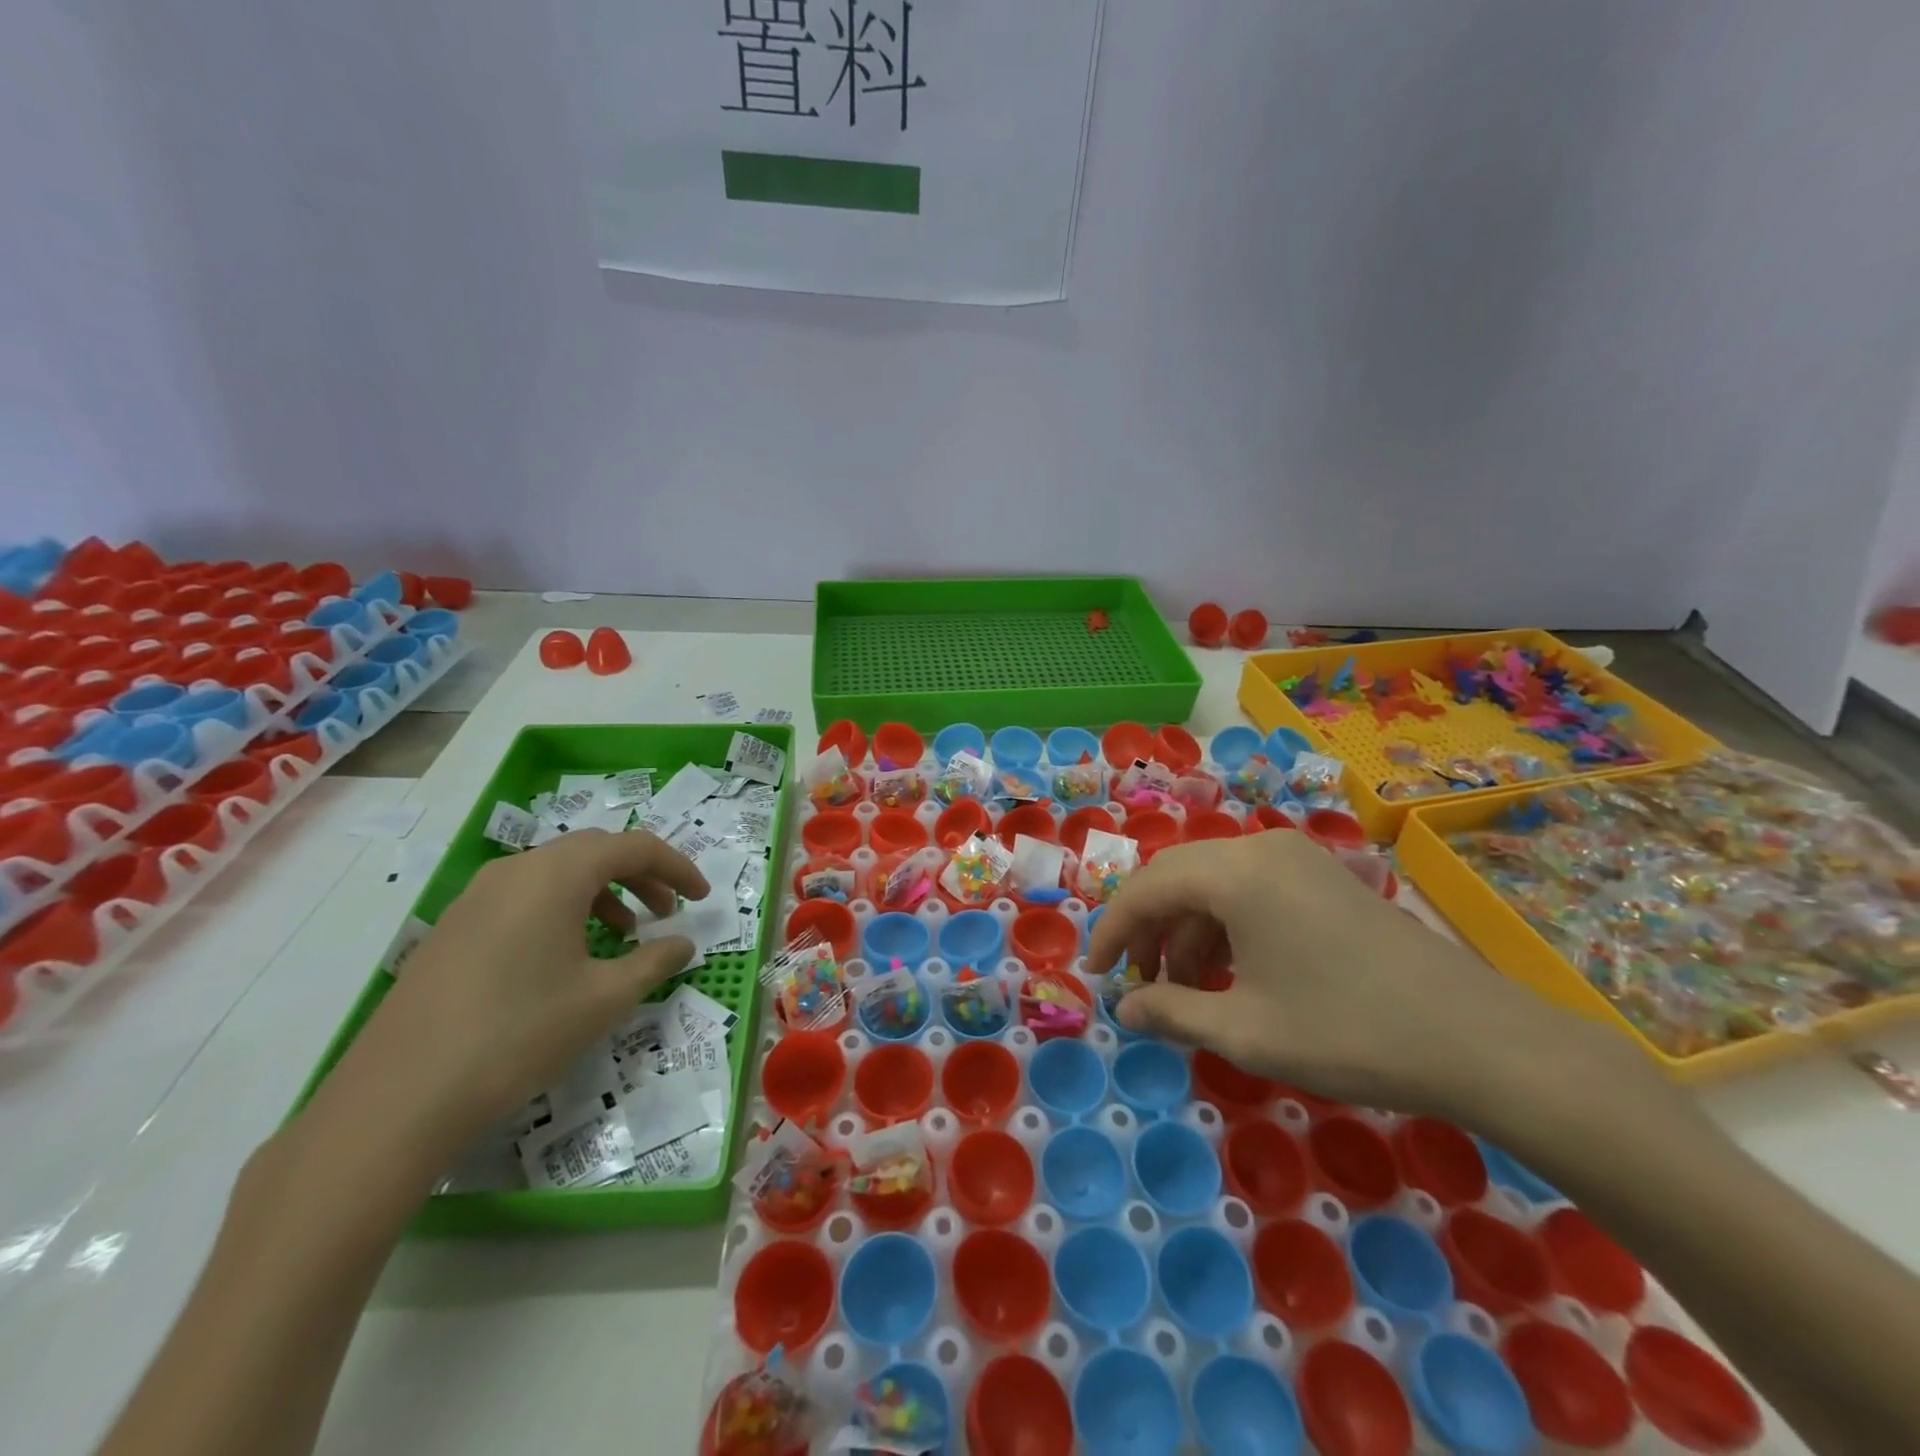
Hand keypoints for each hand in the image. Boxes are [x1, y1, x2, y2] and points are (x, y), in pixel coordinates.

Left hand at [308, 829, 709, 1171]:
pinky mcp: (453, 929)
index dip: (677, 867)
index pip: (633, 847)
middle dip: (641, 875)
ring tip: (623, 935)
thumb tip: (683, 944)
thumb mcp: (604, 999)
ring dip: (601, 893)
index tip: (702, 899)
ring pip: (556, 874)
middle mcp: (515, 870)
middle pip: (594, 852)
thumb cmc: (519, 1034)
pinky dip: (562, 910)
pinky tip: (567, 958)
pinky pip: (524, 898)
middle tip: (667, 912)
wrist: (396, 1099)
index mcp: (556, 875)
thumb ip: (654, 962)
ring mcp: (476, 898)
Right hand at [1086, 830, 1628, 1119]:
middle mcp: (1259, 849)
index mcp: (1234, 873)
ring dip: (1186, 931)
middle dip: (1147, 929)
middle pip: (1176, 877)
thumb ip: (1172, 1012)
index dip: (1111, 931)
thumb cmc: (1346, 1031)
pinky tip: (1231, 973)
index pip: (1146, 889)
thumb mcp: (1246, 1031)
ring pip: (1212, 884)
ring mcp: (1295, 859)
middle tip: (1136, 982)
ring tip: (1184, 988)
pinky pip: (1249, 890)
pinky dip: (1224, 926)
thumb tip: (1124, 1009)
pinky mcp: (1321, 877)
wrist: (1476, 1038)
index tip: (1095, 975)